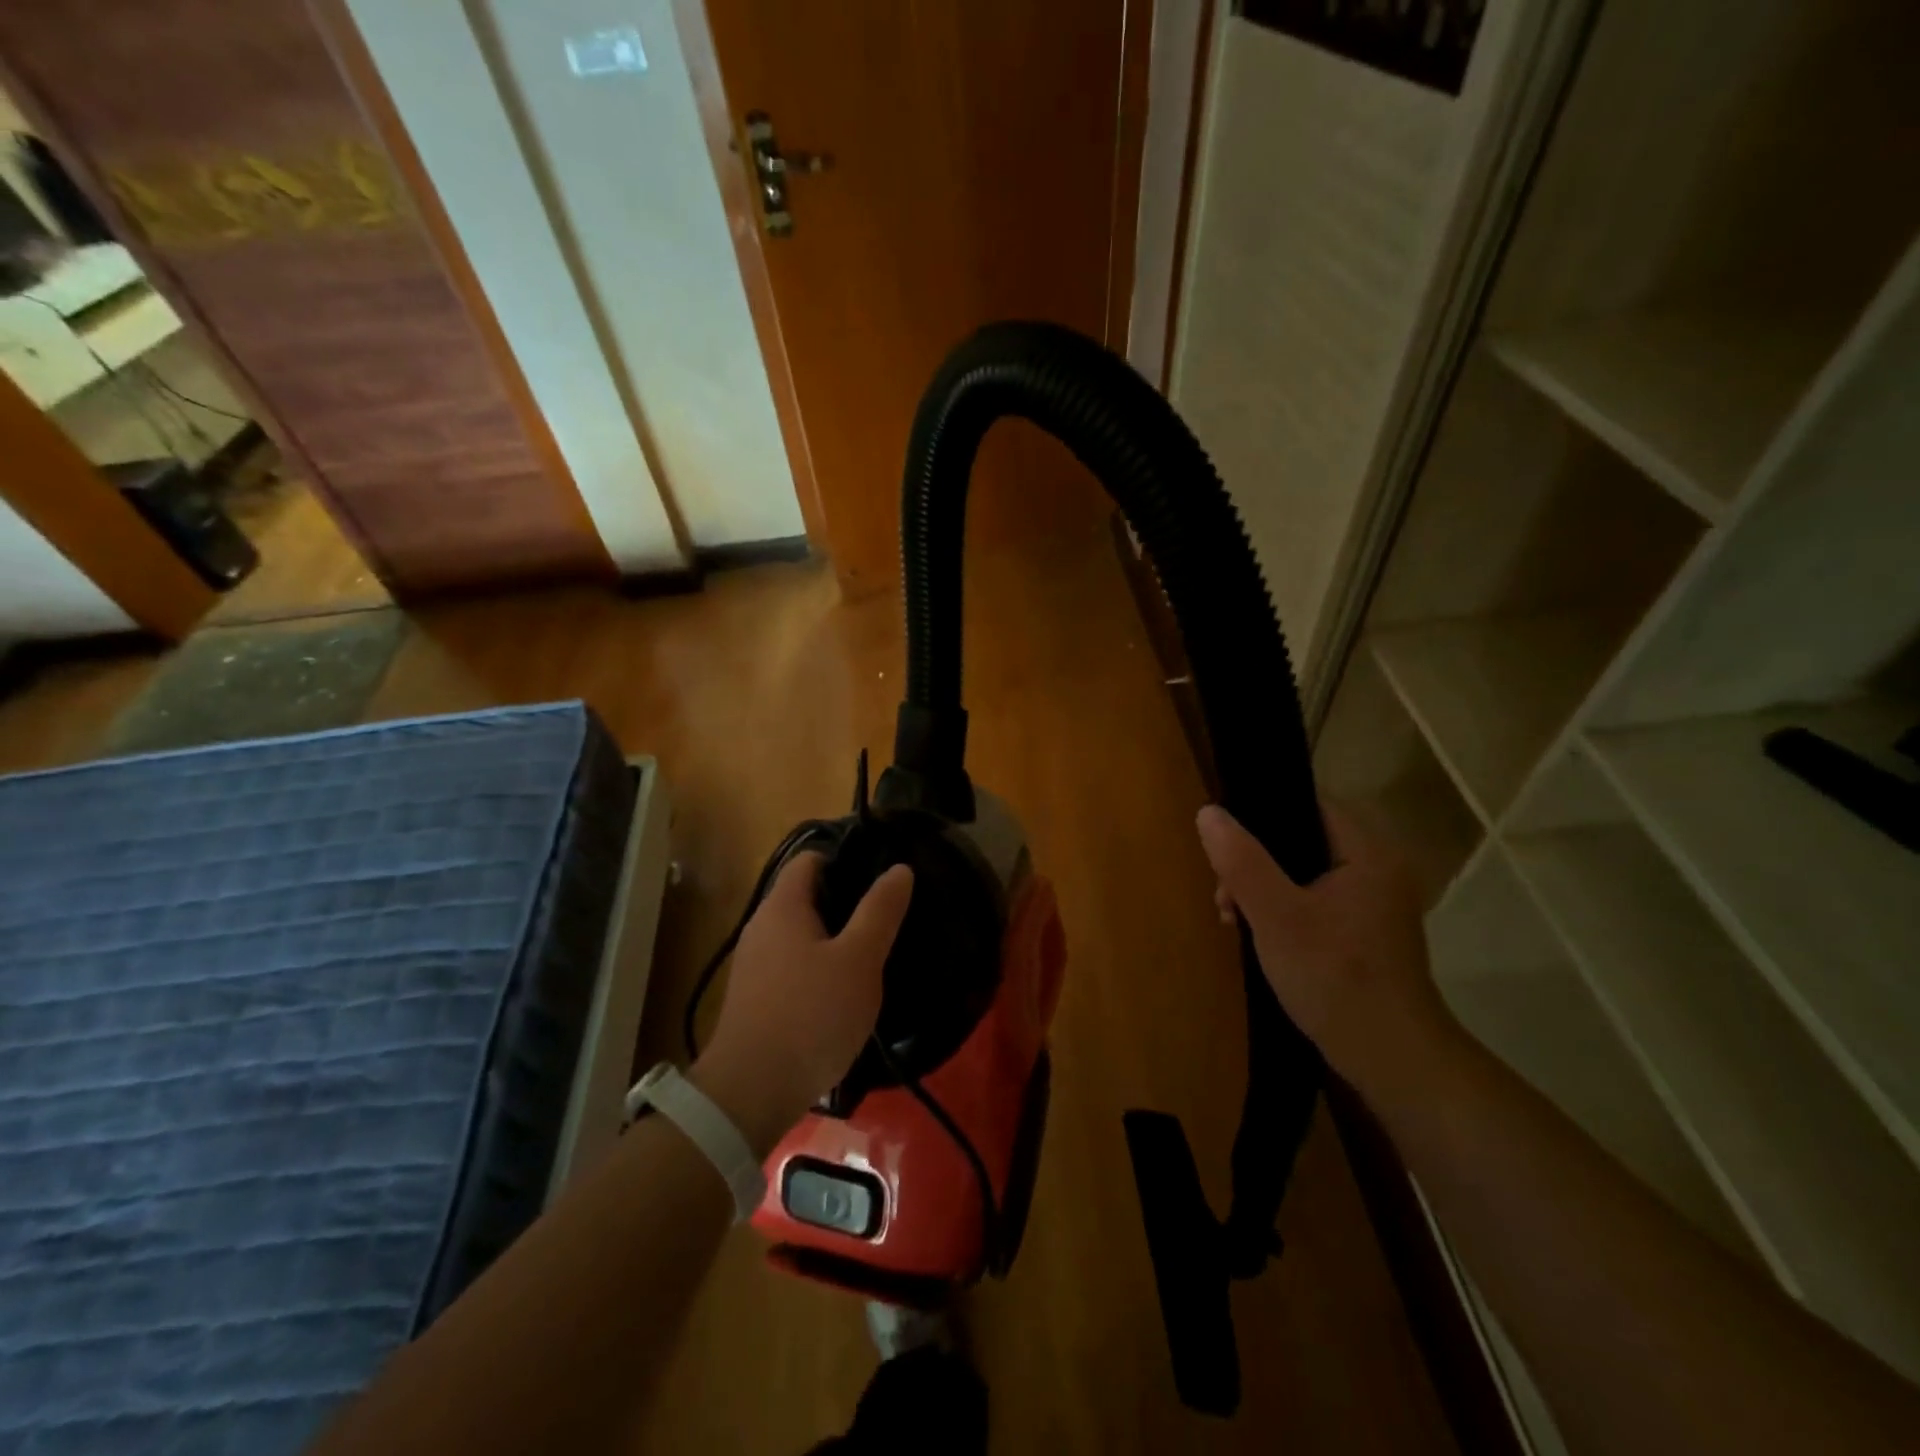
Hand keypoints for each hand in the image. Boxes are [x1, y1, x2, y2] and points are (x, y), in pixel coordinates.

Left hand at [692, 853, 913, 1152]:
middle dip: (846, 899)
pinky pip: (793, 964)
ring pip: (801, 933)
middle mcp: (762, 926)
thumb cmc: (811, 1014)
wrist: (751, 1093)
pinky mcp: (757, 997)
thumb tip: (899, 869)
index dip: (846, 857)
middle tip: (888, 913)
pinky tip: (845, 989)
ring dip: (835, 936)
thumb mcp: (859, 960)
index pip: (811, 858)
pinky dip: (820, 965)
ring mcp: (755, 964)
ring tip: (874, 949)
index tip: (882, 871)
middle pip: (806, 895)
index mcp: (783, 906)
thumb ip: (880, 911)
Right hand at [1196, 803, 1459, 1103]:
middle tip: (1224, 895)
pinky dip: (1283, 910)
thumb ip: (1241, 861)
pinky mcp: (1365, 933)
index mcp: (1368, 854)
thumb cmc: (1334, 977)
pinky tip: (1257, 934)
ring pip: (1303, 874)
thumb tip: (1208, 813)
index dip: (1262, 815)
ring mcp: (1373, 904)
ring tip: (1231, 918)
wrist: (1390, 1058)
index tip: (1225, 844)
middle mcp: (1378, 870)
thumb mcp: (1275, 916)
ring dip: (1262, 889)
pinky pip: (1313, 901)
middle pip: (1301, 841)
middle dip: (1254, 862)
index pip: (1309, 806)